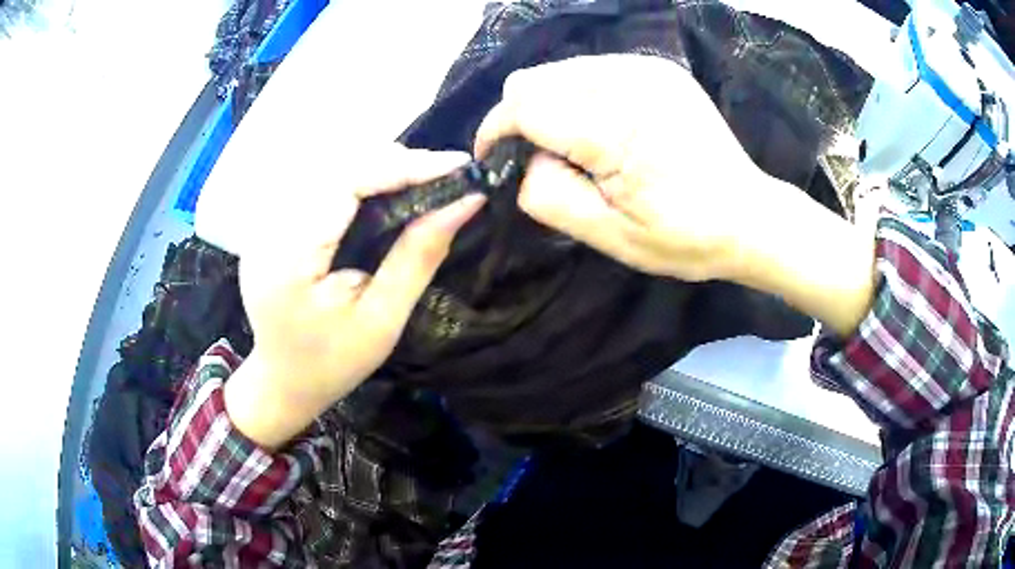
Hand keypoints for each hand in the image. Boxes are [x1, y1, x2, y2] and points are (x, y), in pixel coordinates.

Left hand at [224, 145, 484, 448]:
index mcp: (290, 259)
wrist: (283, 380)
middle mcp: (268, 229)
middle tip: (442, 175)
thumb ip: (419, 256)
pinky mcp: (268, 221)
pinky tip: (379, 189)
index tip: (457, 166)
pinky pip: (315, 179)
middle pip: (335, 166)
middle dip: (394, 162)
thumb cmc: (333, 363)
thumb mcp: (383, 319)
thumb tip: (465, 202)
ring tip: (418, 179)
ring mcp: (263, 222)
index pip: (347, 184)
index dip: (404, 166)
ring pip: (325, 165)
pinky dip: (354, 176)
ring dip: (375, 164)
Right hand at [476, 54, 875, 335]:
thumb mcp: (610, 237)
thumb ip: (549, 196)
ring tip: (579, 147)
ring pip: (561, 71)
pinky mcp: (659, 69)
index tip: (494, 158)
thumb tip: (524, 161)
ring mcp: (647, 70)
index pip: (524, 105)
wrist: (750, 217)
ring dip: (553, 105)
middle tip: (542, 159)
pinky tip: (606, 129)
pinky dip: (582, 97)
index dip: (496, 130)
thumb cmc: (685, 237)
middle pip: (535, 80)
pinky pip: (594, 70)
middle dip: (522, 118)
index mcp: (617, 129)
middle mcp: (629, 82)